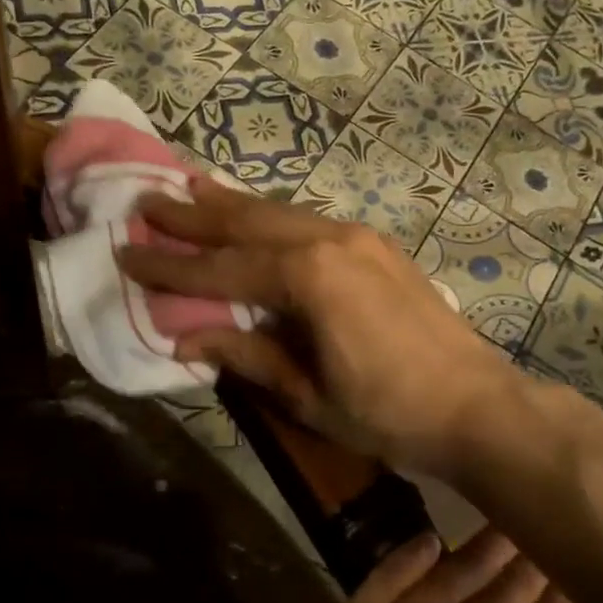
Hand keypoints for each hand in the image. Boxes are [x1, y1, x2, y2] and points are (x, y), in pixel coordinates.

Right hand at [120, 178, 521, 475]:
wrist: (476, 406)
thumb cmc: (389, 413)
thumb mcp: (308, 396)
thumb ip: (248, 358)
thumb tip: (187, 340)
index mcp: (308, 278)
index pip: (222, 269)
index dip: (171, 266)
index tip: (126, 252)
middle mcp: (330, 241)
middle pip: (246, 222)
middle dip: (193, 215)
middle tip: (146, 202)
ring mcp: (359, 238)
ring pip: (279, 212)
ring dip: (231, 205)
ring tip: (190, 189)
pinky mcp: (377, 247)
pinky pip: (309, 221)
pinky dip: (272, 217)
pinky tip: (256, 216)